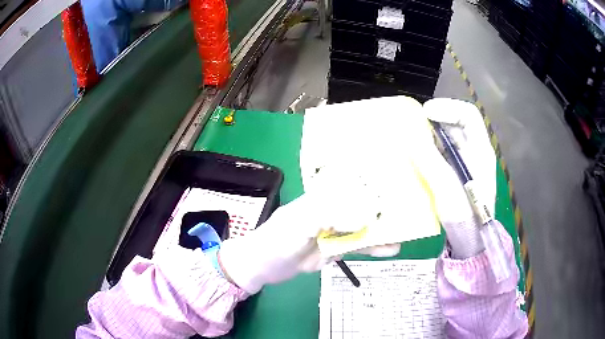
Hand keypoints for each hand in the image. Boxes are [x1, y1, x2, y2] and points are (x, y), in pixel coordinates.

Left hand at [217, 193, 400, 293]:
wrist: (262, 267)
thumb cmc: (275, 241)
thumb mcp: (298, 225)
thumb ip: (328, 216)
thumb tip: (365, 217)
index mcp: (323, 198)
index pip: (353, 184)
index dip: (374, 180)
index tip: (399, 180)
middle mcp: (332, 210)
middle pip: (363, 205)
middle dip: (385, 206)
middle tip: (413, 207)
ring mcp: (336, 230)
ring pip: (364, 226)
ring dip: (384, 229)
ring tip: (407, 231)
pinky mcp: (336, 248)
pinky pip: (359, 246)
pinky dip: (375, 247)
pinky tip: (391, 249)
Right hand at [420, 98, 496, 258]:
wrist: (469, 241)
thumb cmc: (464, 216)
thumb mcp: (447, 188)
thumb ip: (430, 160)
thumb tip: (409, 134)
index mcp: (480, 151)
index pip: (469, 115)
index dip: (448, 108)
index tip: (426, 113)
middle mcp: (474, 151)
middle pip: (455, 124)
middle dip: (434, 120)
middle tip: (411, 124)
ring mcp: (464, 162)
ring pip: (446, 137)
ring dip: (429, 134)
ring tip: (409, 137)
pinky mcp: (454, 172)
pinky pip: (440, 152)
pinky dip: (428, 148)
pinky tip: (414, 154)